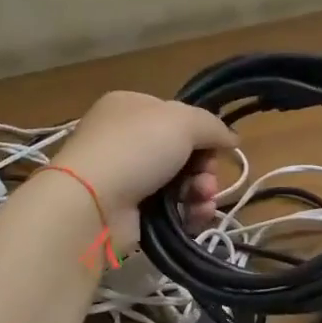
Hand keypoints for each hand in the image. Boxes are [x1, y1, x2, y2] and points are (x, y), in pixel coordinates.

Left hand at [50, 91, 237, 247]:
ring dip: (201, 191)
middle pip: (182, 151)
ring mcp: (125, 176)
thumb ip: (212, 126)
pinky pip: (170, 209)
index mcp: (130, 107)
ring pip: (180, 182)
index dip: (201, 132)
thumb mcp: (182, 121)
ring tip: (203, 199)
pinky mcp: (128, 211)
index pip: (177, 115)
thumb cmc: (135, 148)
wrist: (90, 204)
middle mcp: (125, 138)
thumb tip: (231, 138)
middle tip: (207, 179)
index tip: (216, 147)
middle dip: (204, 167)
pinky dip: (188, 212)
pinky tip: (197, 216)